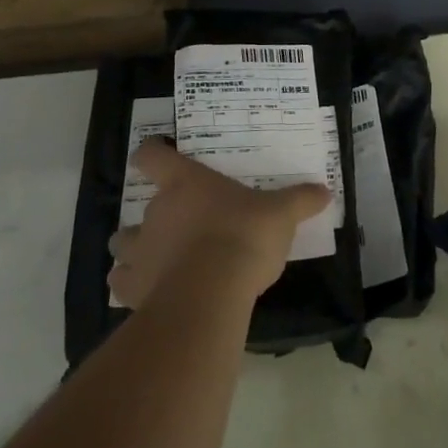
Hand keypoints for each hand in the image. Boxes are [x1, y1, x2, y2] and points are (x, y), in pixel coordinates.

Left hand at [107, 140, 328, 308]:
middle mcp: (155, 212)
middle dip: (154, 218)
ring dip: (135, 251)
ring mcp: (140, 252)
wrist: (210, 292)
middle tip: (180, 227)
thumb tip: (325, 191)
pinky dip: (132, 287)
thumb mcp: (281, 214)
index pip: (152, 156)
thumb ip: (300, 200)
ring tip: (156, 261)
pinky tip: (151, 293)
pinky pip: (122, 284)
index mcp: (185, 184)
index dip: (152, 153)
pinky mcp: (132, 290)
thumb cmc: (244, 236)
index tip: (157, 155)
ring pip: (122, 246)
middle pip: (139, 207)